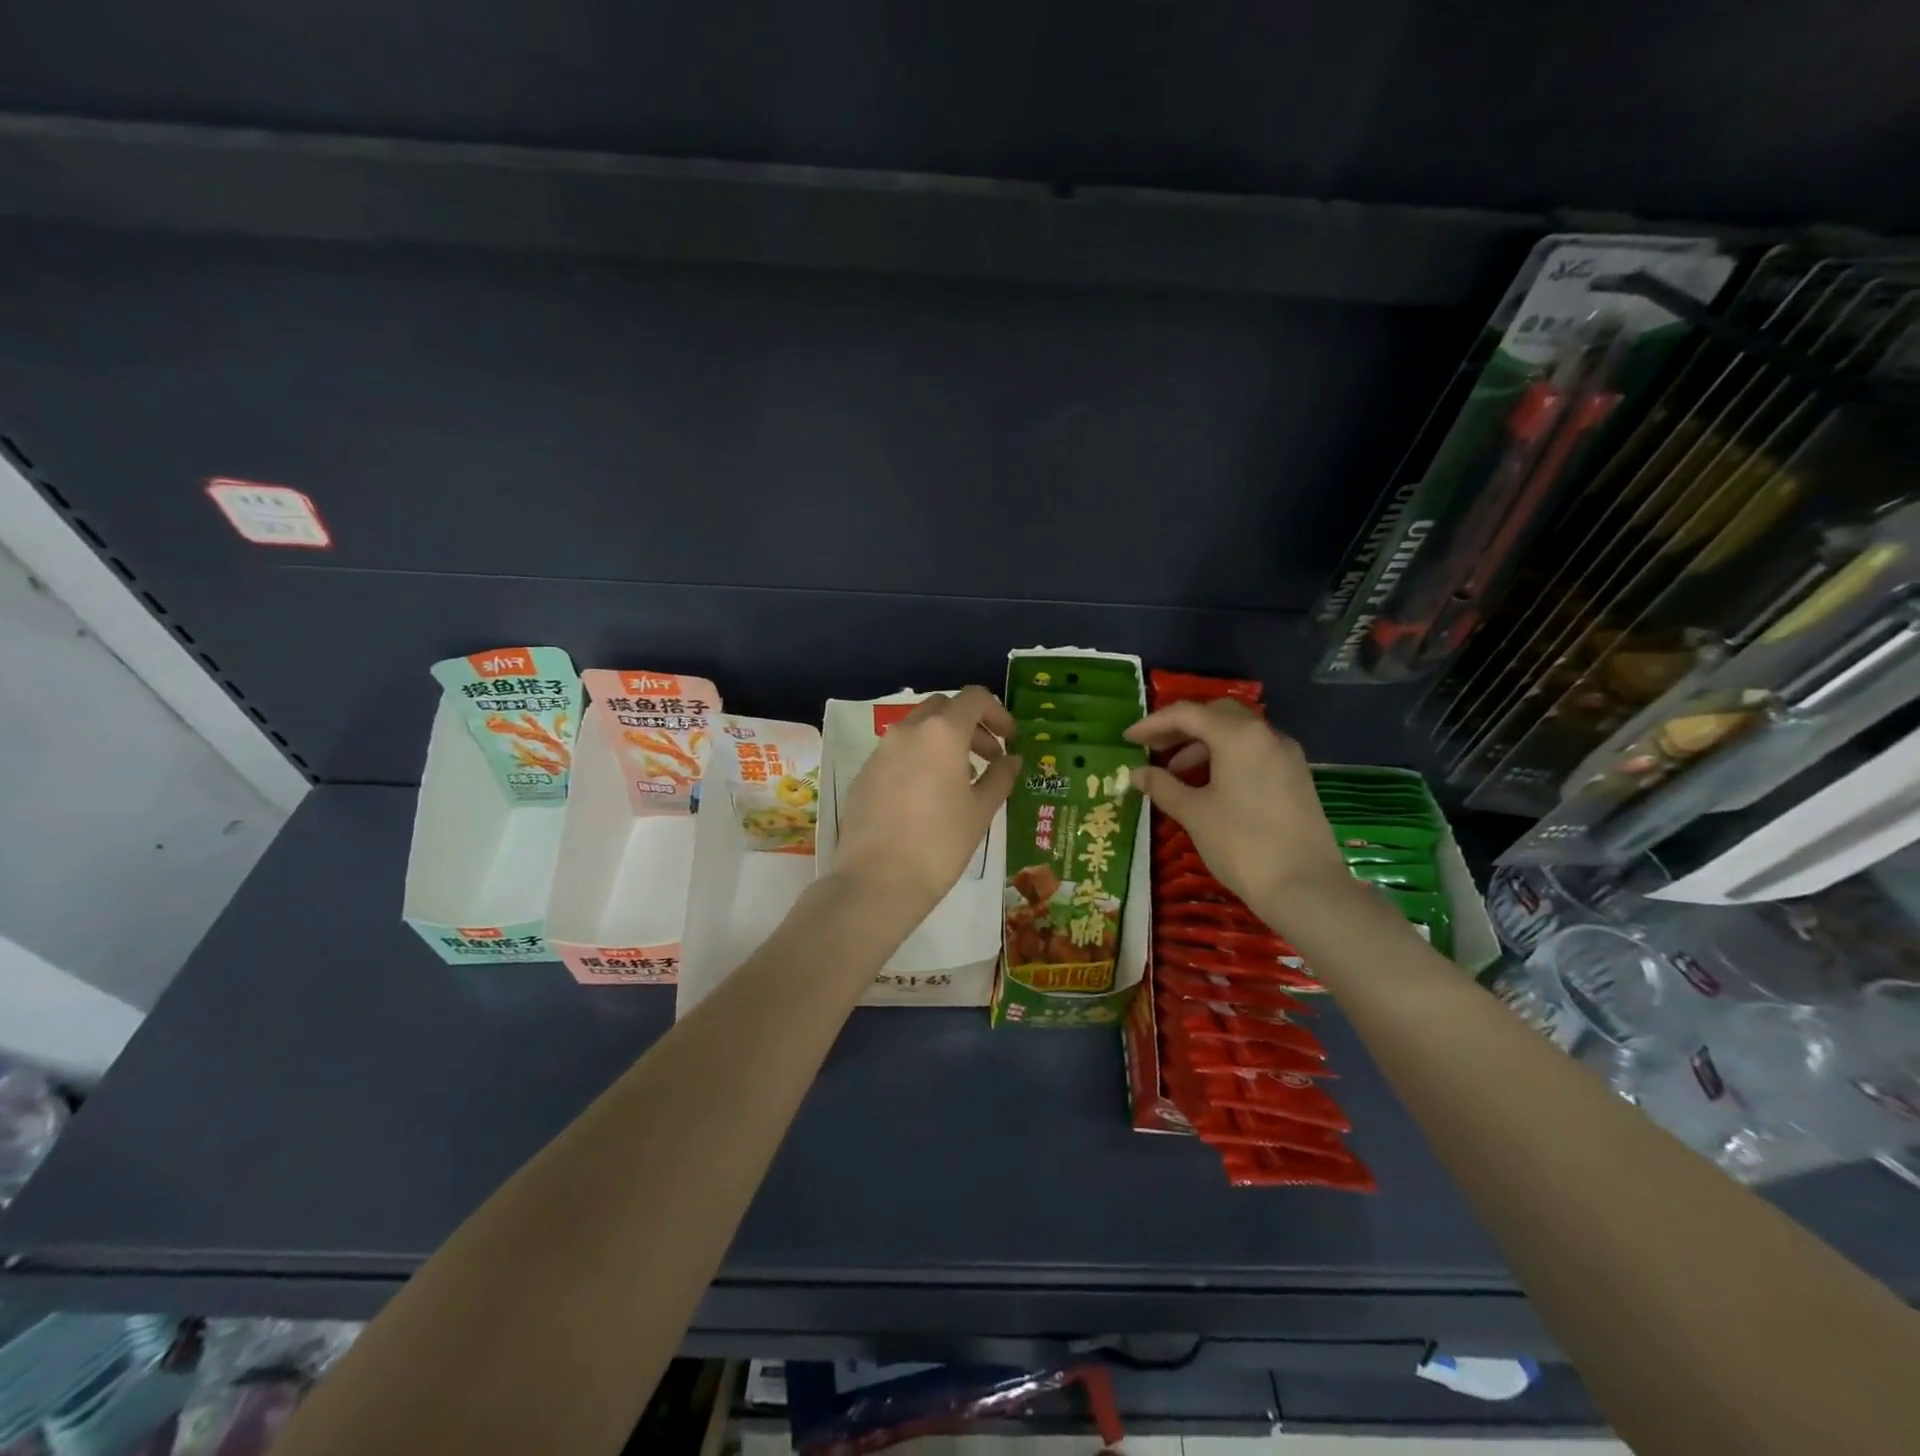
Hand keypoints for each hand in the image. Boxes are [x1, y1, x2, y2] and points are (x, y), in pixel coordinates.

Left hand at [833, 686, 1020, 919]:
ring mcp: (880, 751)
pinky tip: (927, 796)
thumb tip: (1011, 760)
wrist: (876, 881)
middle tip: (990, 758)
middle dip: (971, 726)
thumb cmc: (940, 843)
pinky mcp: (864, 774)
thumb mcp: (980, 811)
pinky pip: (897, 752)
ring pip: (918, 729)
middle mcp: (907, 731)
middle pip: (944, 708)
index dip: (998, 714)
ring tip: (961, 780)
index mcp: (941, 732)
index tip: (1011, 742)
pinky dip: (919, 759)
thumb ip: (1000, 777)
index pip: (974, 699)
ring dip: (944, 742)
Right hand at [1124, 699, 1348, 919]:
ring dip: (1203, 745)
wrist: (1305, 887)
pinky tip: (1210, 786)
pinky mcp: (1296, 776)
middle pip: (1216, 715)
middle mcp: (1266, 734)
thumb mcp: (1194, 813)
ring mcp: (1286, 754)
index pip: (1187, 714)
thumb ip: (1162, 786)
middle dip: (1181, 729)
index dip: (1152, 724)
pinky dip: (1226, 758)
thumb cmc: (1241, 843)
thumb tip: (1136, 773)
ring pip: (1237, 734)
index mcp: (1238, 735)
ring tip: (1176, 774)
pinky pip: (1254, 752)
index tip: (1127, 738)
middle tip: (1153, 748)